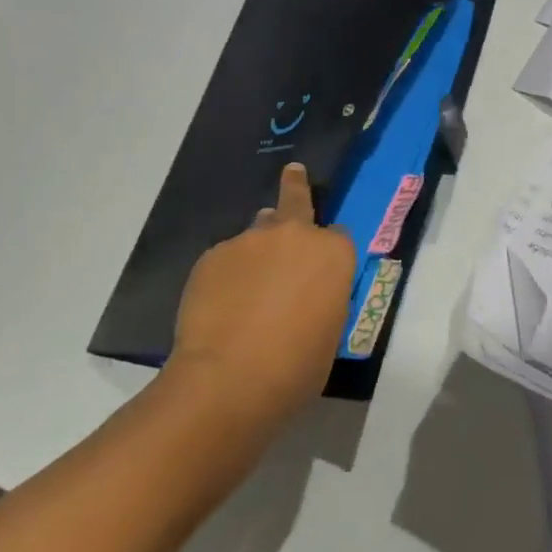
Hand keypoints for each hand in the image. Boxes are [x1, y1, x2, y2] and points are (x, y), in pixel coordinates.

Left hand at [167, 164, 356, 430]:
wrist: (230, 379)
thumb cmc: (295, 369)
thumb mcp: (328, 333)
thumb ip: (322, 298)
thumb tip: (304, 292)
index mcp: (333, 254)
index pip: (338, 236)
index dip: (328, 251)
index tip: (320, 267)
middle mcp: (295, 235)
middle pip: (296, 198)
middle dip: (295, 185)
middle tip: (293, 172)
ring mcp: (250, 240)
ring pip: (257, 232)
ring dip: (258, 247)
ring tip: (247, 282)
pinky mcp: (213, 254)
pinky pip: (226, 258)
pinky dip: (227, 274)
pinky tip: (219, 305)